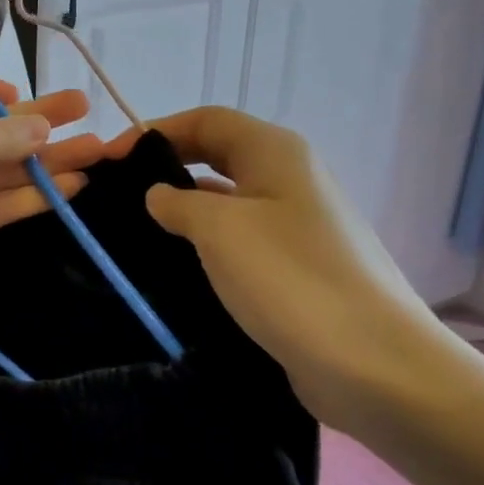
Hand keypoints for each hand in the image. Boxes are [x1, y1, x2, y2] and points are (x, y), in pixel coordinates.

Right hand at [113, 107, 438, 430]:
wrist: (373, 364)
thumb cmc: (290, 278)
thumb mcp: (219, 229)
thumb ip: (177, 202)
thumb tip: (158, 195)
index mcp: (275, 152)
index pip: (206, 120)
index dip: (156, 130)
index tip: (110, 158)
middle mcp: (289, 179)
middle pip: (217, 155)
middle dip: (167, 167)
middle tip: (118, 193)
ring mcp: (296, 226)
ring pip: (227, 201)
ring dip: (184, 210)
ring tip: (136, 231)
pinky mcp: (296, 269)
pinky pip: (240, 241)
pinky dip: (205, 245)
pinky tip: (176, 268)